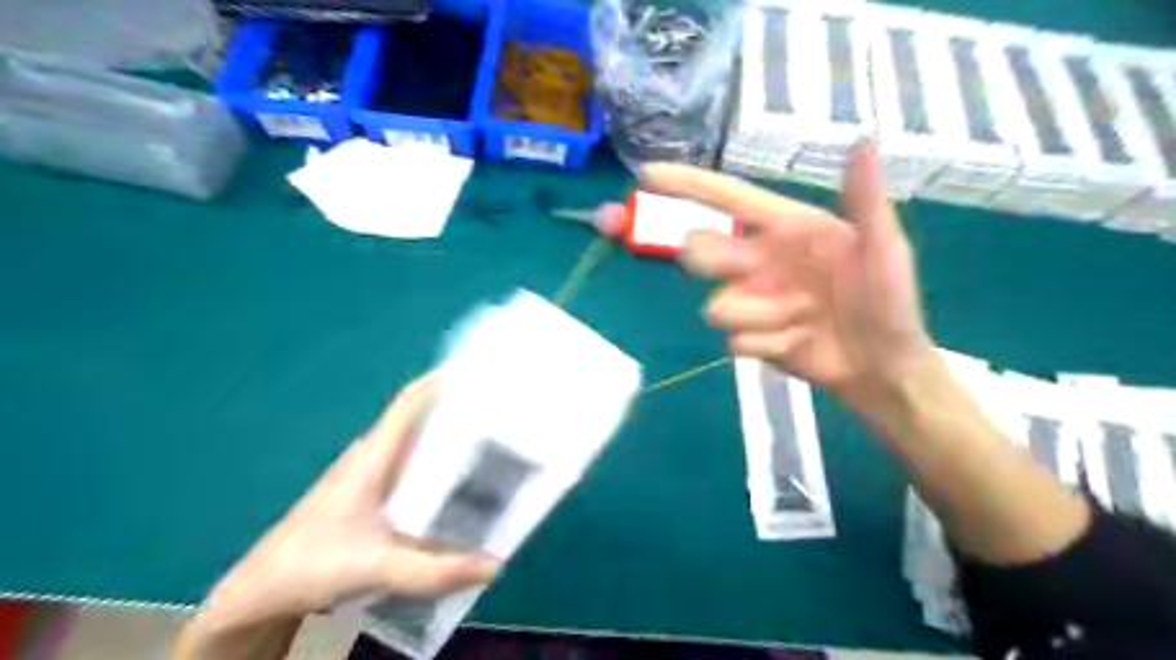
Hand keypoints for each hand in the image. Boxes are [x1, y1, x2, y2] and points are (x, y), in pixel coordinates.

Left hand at [194, 372, 498, 632]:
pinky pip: (414, 471)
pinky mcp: (373, 497)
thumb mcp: (374, 567)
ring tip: (495, 445)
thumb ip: (432, 570)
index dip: (441, 380)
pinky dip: (441, 469)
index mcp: (373, 456)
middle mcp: (375, 458)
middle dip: (460, 410)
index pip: (409, 402)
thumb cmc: (309, 565)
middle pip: (422, 420)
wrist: (259, 593)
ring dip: (452, 441)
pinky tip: (463, 488)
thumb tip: (494, 566)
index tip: (478, 370)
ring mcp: (372, 477)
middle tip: (503, 413)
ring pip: (419, 447)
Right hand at [640, 143, 932, 405]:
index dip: (685, 184)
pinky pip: (735, 339)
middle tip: (750, 270)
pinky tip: (799, 343)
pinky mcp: (749, 335)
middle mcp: (760, 260)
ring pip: (716, 304)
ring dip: (759, 316)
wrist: (882, 367)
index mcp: (788, 228)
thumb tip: (863, 140)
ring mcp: (751, 299)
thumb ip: (866, 200)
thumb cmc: (890, 302)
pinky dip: (767, 343)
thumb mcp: (884, 249)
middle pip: (703, 250)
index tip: (645, 175)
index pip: (727, 199)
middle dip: (718, 261)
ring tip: (802, 322)